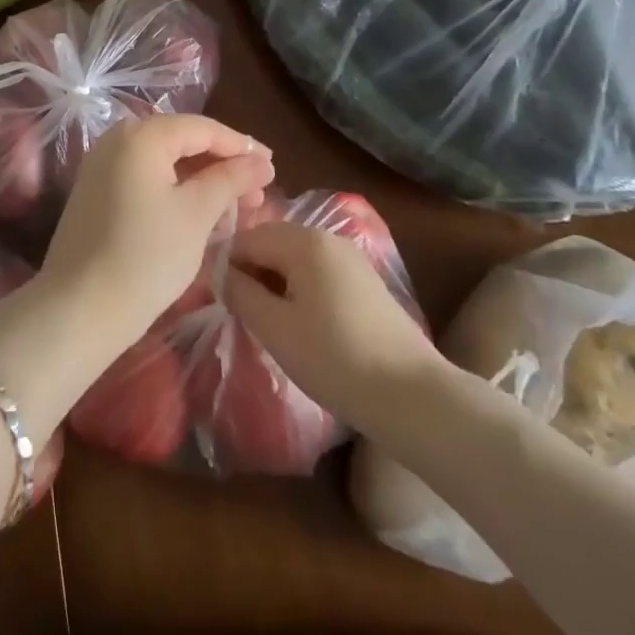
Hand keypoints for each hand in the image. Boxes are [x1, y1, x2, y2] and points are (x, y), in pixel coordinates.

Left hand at [38, 114, 271, 365]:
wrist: (80, 307)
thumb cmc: (147, 255)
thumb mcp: (197, 214)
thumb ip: (230, 179)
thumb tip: (260, 162)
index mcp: (140, 135)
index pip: (201, 128)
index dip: (240, 146)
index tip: (273, 166)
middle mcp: (116, 140)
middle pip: (181, 142)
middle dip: (222, 165)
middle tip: (259, 192)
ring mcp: (101, 167)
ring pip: (164, 164)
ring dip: (201, 181)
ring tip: (238, 208)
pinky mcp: (96, 194)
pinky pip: (145, 180)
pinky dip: (175, 192)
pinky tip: (201, 216)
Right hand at [222, 222, 442, 435]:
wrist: (413, 397)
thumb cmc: (334, 358)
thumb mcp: (274, 327)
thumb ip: (240, 292)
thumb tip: (222, 273)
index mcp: (303, 239)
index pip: (246, 239)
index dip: (227, 268)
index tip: (220, 302)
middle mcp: (327, 237)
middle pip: (272, 245)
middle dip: (253, 275)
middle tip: (243, 316)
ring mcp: (351, 259)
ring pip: (295, 262)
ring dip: (277, 286)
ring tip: (272, 326)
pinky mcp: (367, 284)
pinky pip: (319, 275)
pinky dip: (302, 293)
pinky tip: (304, 329)